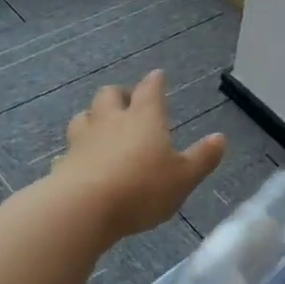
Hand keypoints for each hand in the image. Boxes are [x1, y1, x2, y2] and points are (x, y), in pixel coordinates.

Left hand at [55, 70, 226, 242]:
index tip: (157, 76)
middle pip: (109, 95)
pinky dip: (77, 151)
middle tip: (127, 101)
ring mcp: (83, 140)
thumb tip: (220, 138)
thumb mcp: (184, 178)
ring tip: (100, 126)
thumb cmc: (142, 188)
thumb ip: (202, 158)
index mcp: (144, 118)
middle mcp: (111, 121)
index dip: (155, 82)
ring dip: (93, 117)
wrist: (84, 208)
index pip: (150, 90)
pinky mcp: (64, 162)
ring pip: (84, 116)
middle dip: (119, 95)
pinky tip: (80, 161)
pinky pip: (69, 149)